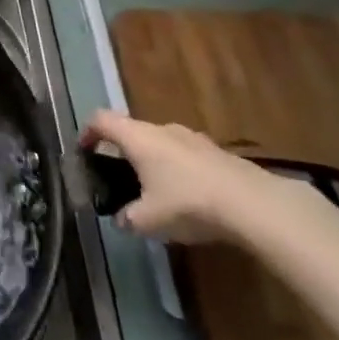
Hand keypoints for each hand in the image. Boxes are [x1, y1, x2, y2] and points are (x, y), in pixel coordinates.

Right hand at [79, 108, 293, 243]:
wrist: (254, 204)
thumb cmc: (188, 203)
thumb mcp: (148, 220)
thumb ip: (127, 218)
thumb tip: (121, 220)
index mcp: (137, 137)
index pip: (101, 120)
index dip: (87, 133)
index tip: (84, 152)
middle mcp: (162, 129)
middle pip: (132, 131)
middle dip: (123, 152)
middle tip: (121, 178)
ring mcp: (193, 138)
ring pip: (161, 143)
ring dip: (153, 161)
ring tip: (156, 191)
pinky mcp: (218, 152)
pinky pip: (186, 156)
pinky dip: (179, 170)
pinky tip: (189, 198)